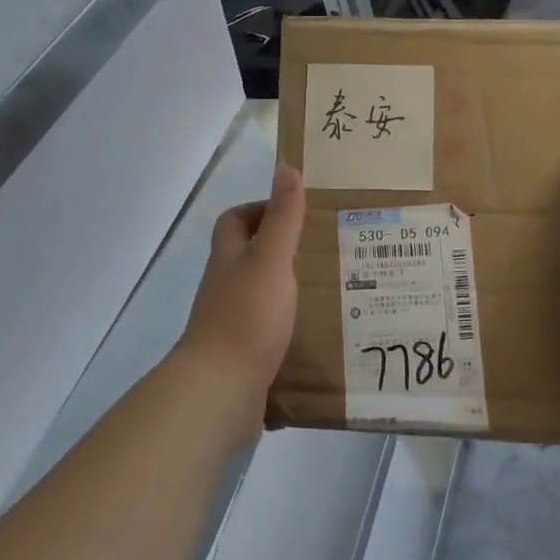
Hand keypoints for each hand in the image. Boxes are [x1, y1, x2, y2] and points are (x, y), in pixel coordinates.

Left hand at [178, 163, 305, 419]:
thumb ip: (282, 219)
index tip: (297, 211)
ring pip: (264, 296)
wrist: (222, 390)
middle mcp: (227, 287)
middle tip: (328, 250)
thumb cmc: (247, 316)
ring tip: (337, 289)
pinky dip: (294, 330)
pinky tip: (325, 333)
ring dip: (293, 292)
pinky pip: (273, 333)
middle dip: (285, 251)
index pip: (235, 220)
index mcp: (230, 259)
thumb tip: (286, 168)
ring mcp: (234, 323)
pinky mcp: (247, 356)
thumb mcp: (270, 259)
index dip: (260, 209)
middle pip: (251, 258)